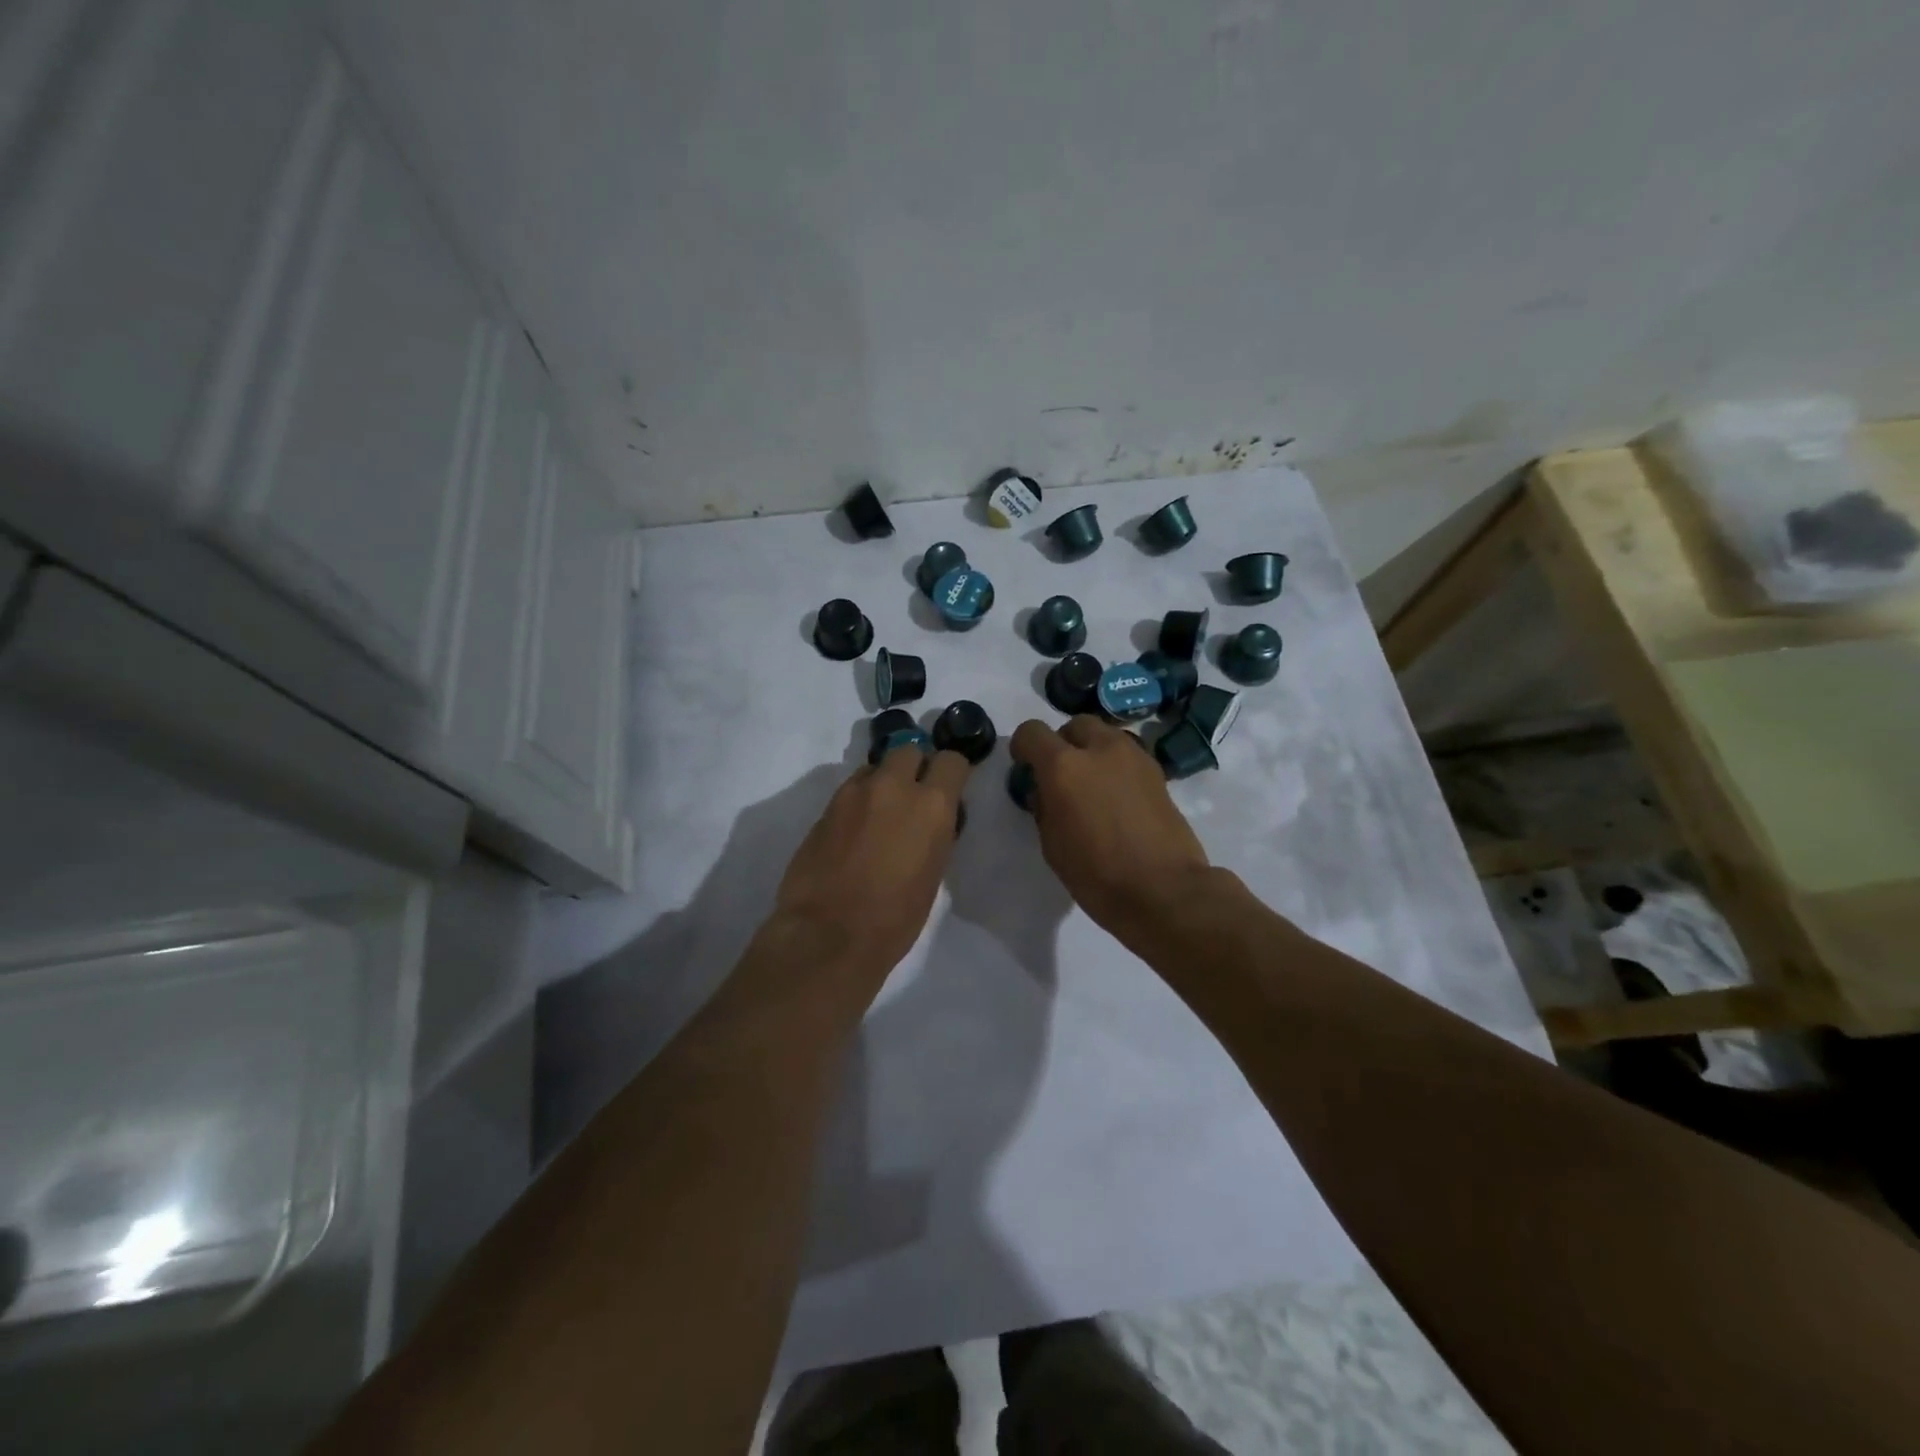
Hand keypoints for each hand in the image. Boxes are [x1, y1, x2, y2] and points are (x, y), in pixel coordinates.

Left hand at [772, 745, 973, 979]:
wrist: (829, 934)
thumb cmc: (895, 917)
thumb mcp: (933, 873)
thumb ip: (935, 833)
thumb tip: (931, 820)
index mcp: (931, 805)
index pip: (951, 760)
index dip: (951, 773)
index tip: (949, 788)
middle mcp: (893, 786)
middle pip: (909, 750)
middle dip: (914, 767)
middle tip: (912, 797)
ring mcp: (854, 793)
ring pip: (875, 767)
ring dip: (883, 783)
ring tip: (880, 816)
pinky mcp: (825, 807)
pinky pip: (850, 790)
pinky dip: (858, 801)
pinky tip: (854, 831)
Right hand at [1008, 716, 1212, 941]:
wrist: (1164, 890)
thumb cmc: (1097, 874)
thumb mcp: (1052, 844)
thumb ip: (1043, 806)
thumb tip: (1045, 791)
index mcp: (1063, 766)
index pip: (1032, 732)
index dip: (1024, 748)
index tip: (1026, 768)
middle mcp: (1099, 749)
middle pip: (1074, 725)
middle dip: (1063, 743)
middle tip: (1061, 776)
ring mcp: (1133, 757)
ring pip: (1105, 734)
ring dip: (1092, 750)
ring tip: (1092, 785)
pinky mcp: (1157, 772)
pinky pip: (1127, 754)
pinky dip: (1115, 765)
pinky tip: (1116, 797)